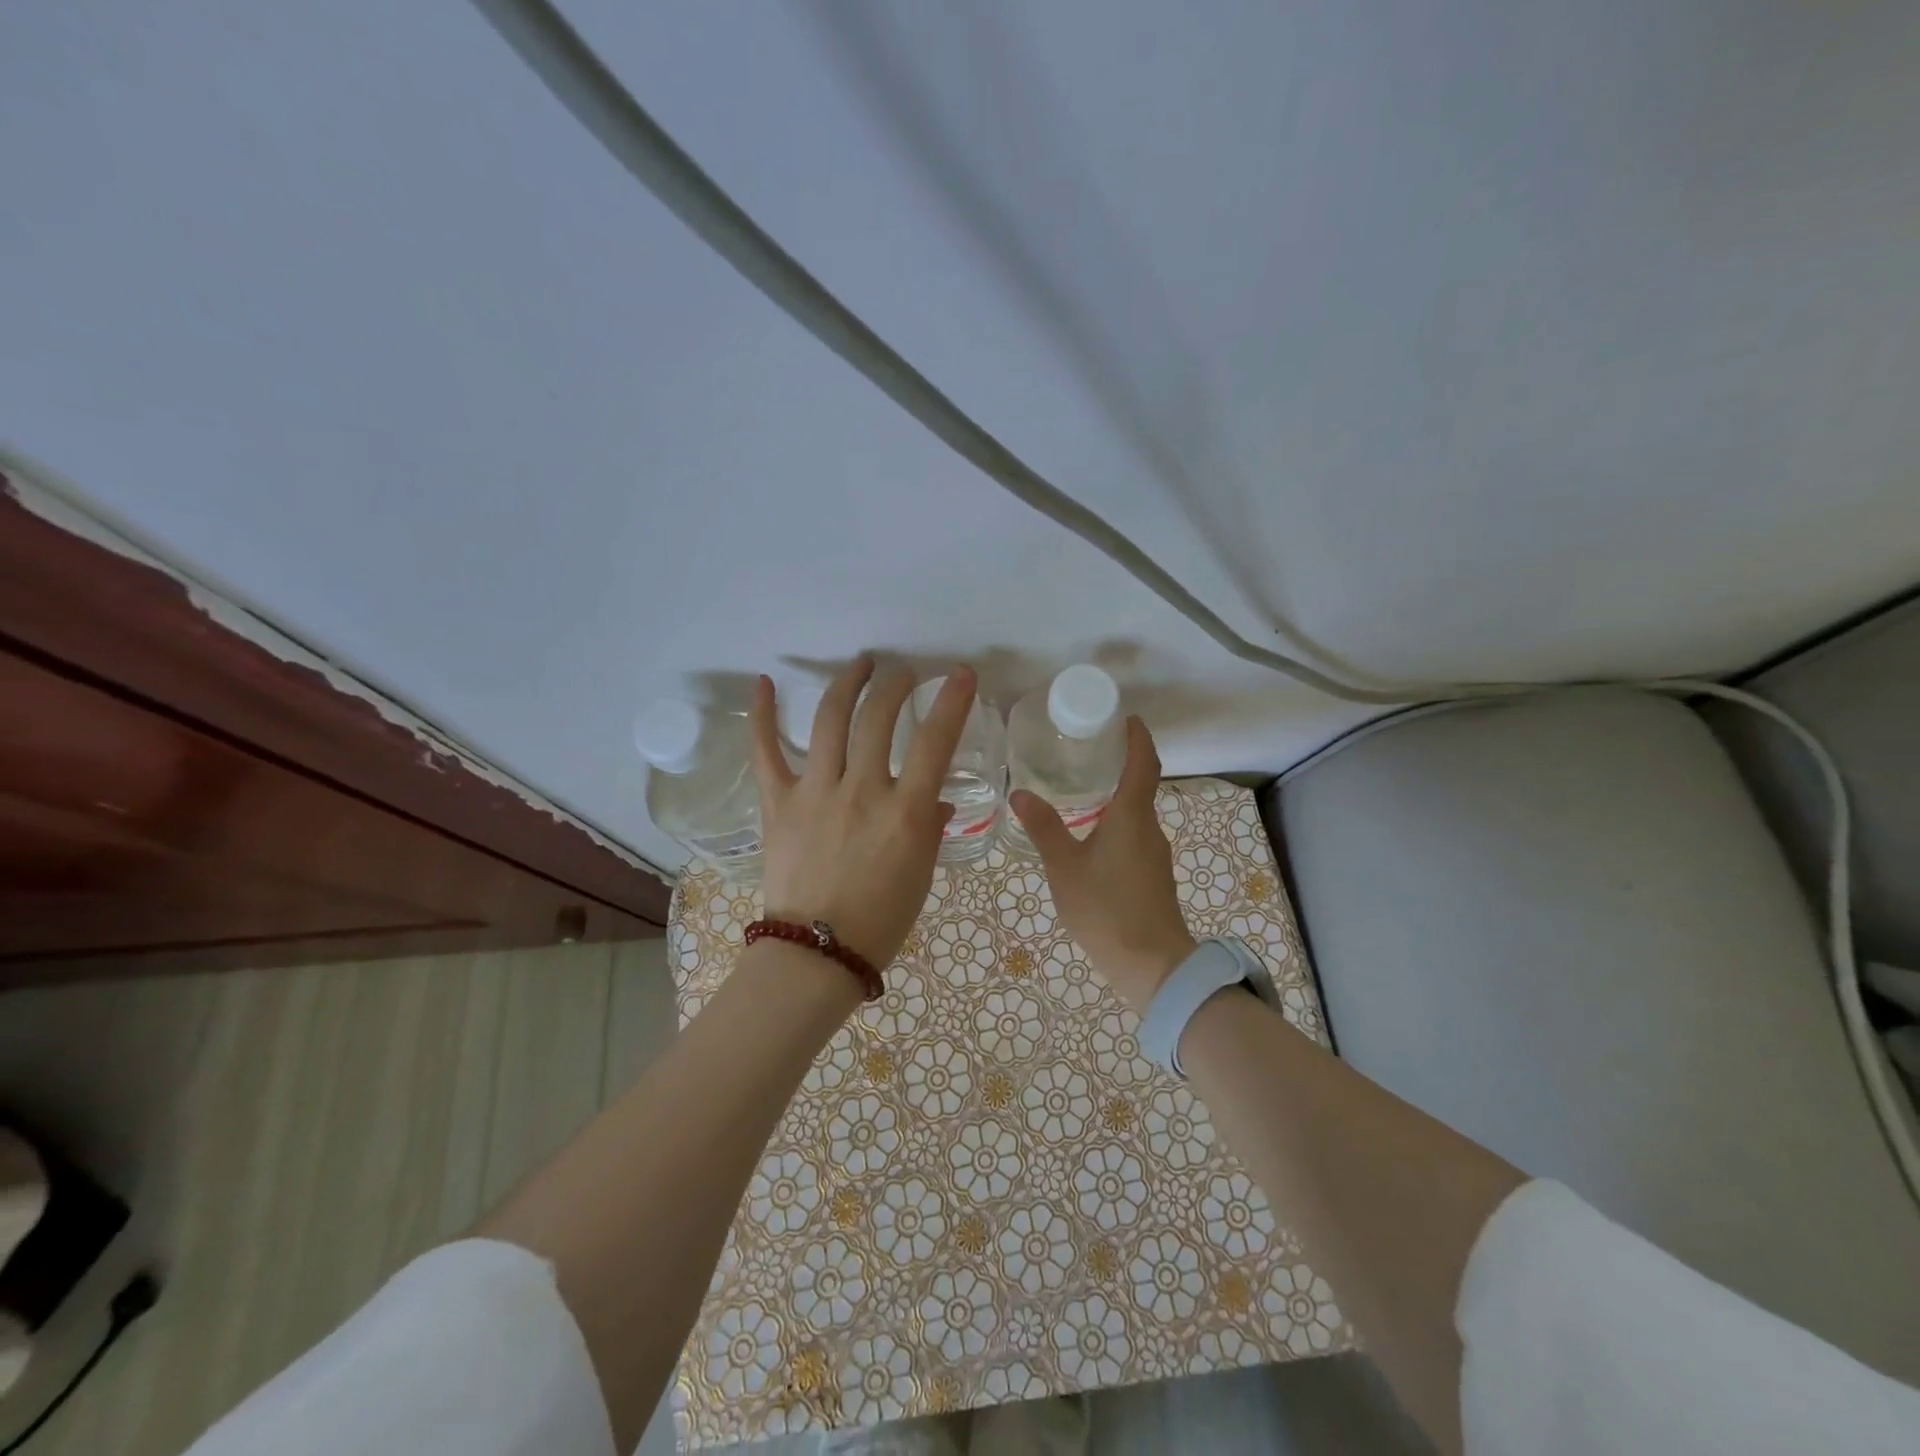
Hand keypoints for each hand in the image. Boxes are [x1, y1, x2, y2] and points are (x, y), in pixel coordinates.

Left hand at [749, 657, 975, 970]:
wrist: (817, 953)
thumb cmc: (881, 919)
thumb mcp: (921, 872)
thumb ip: (929, 826)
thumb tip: (935, 799)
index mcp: (904, 811)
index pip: (936, 741)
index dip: (951, 701)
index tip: (959, 674)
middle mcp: (862, 791)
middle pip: (879, 717)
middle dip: (896, 685)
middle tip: (904, 674)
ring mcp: (815, 792)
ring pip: (831, 720)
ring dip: (848, 683)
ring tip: (862, 664)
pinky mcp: (778, 802)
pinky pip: (766, 752)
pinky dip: (762, 715)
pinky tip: (763, 683)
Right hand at [1011, 717, 1195, 1011]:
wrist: (1152, 965)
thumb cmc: (1106, 908)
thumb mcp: (1064, 867)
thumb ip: (1044, 828)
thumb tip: (1020, 793)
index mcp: (1131, 816)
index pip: (1144, 763)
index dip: (1138, 738)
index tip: (1127, 718)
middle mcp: (1149, 828)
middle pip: (1141, 786)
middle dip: (1121, 765)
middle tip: (1087, 753)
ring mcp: (1155, 854)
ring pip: (1136, 815)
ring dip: (1116, 798)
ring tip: (1082, 793)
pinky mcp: (1154, 876)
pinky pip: (1135, 837)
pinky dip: (1117, 825)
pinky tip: (1092, 840)